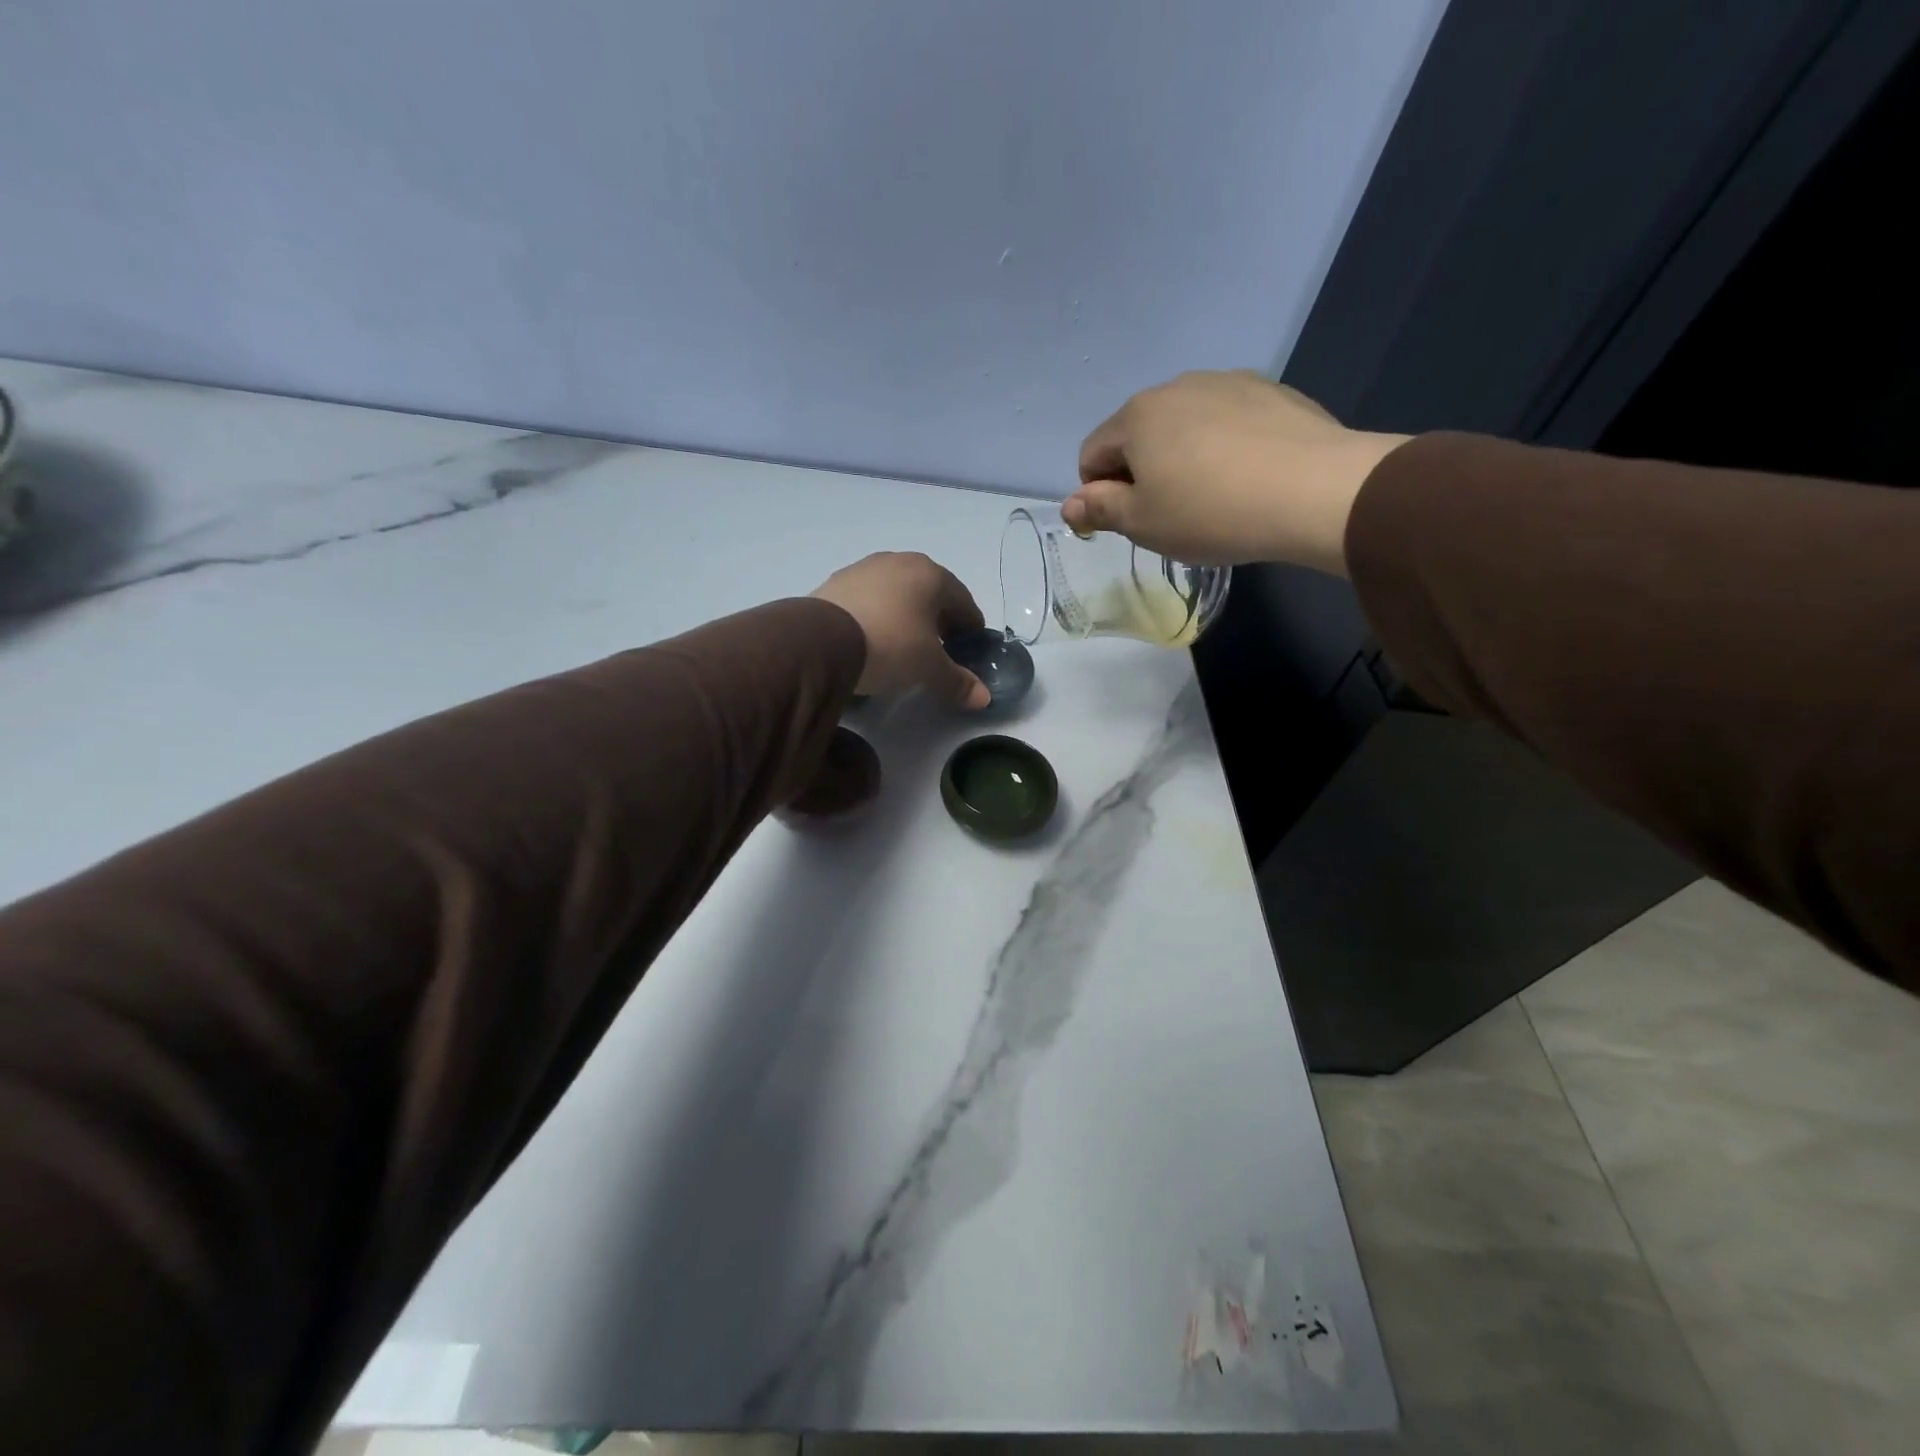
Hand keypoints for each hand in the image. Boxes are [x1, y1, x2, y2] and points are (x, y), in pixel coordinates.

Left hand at [812, 552, 990, 709]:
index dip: (970, 627)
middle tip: (939, 649)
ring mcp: (865, 568)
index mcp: (931, 574)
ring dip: (907, 615)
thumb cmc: (891, 644)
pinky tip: (873, 638)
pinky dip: (879, 615)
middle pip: (930, 593)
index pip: (963, 600)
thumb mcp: (928, 668)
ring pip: (898, 593)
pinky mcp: (836, 582)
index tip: (969, 649)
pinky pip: (870, 599)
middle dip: (938, 620)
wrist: (821, 639)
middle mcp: (900, 561)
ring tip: (904, 645)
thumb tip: (984, 699)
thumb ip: (957, 681)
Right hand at [1063, 370, 1410, 574]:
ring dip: (1182, 457)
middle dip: (1141, 473)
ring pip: (1183, 425)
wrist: (1313, 490)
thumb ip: (1099, 509)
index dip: (1099, 494)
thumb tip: (1070, 504)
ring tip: (1213, 496)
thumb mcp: (1142, 523)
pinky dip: (1223, 446)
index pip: (1092, 455)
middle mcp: (1176, 386)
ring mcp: (1227, 382)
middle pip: (1137, 435)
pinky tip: (1246, 476)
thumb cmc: (1210, 511)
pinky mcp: (1270, 391)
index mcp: (1136, 417)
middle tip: (1170, 515)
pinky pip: (1226, 421)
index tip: (1128, 523)